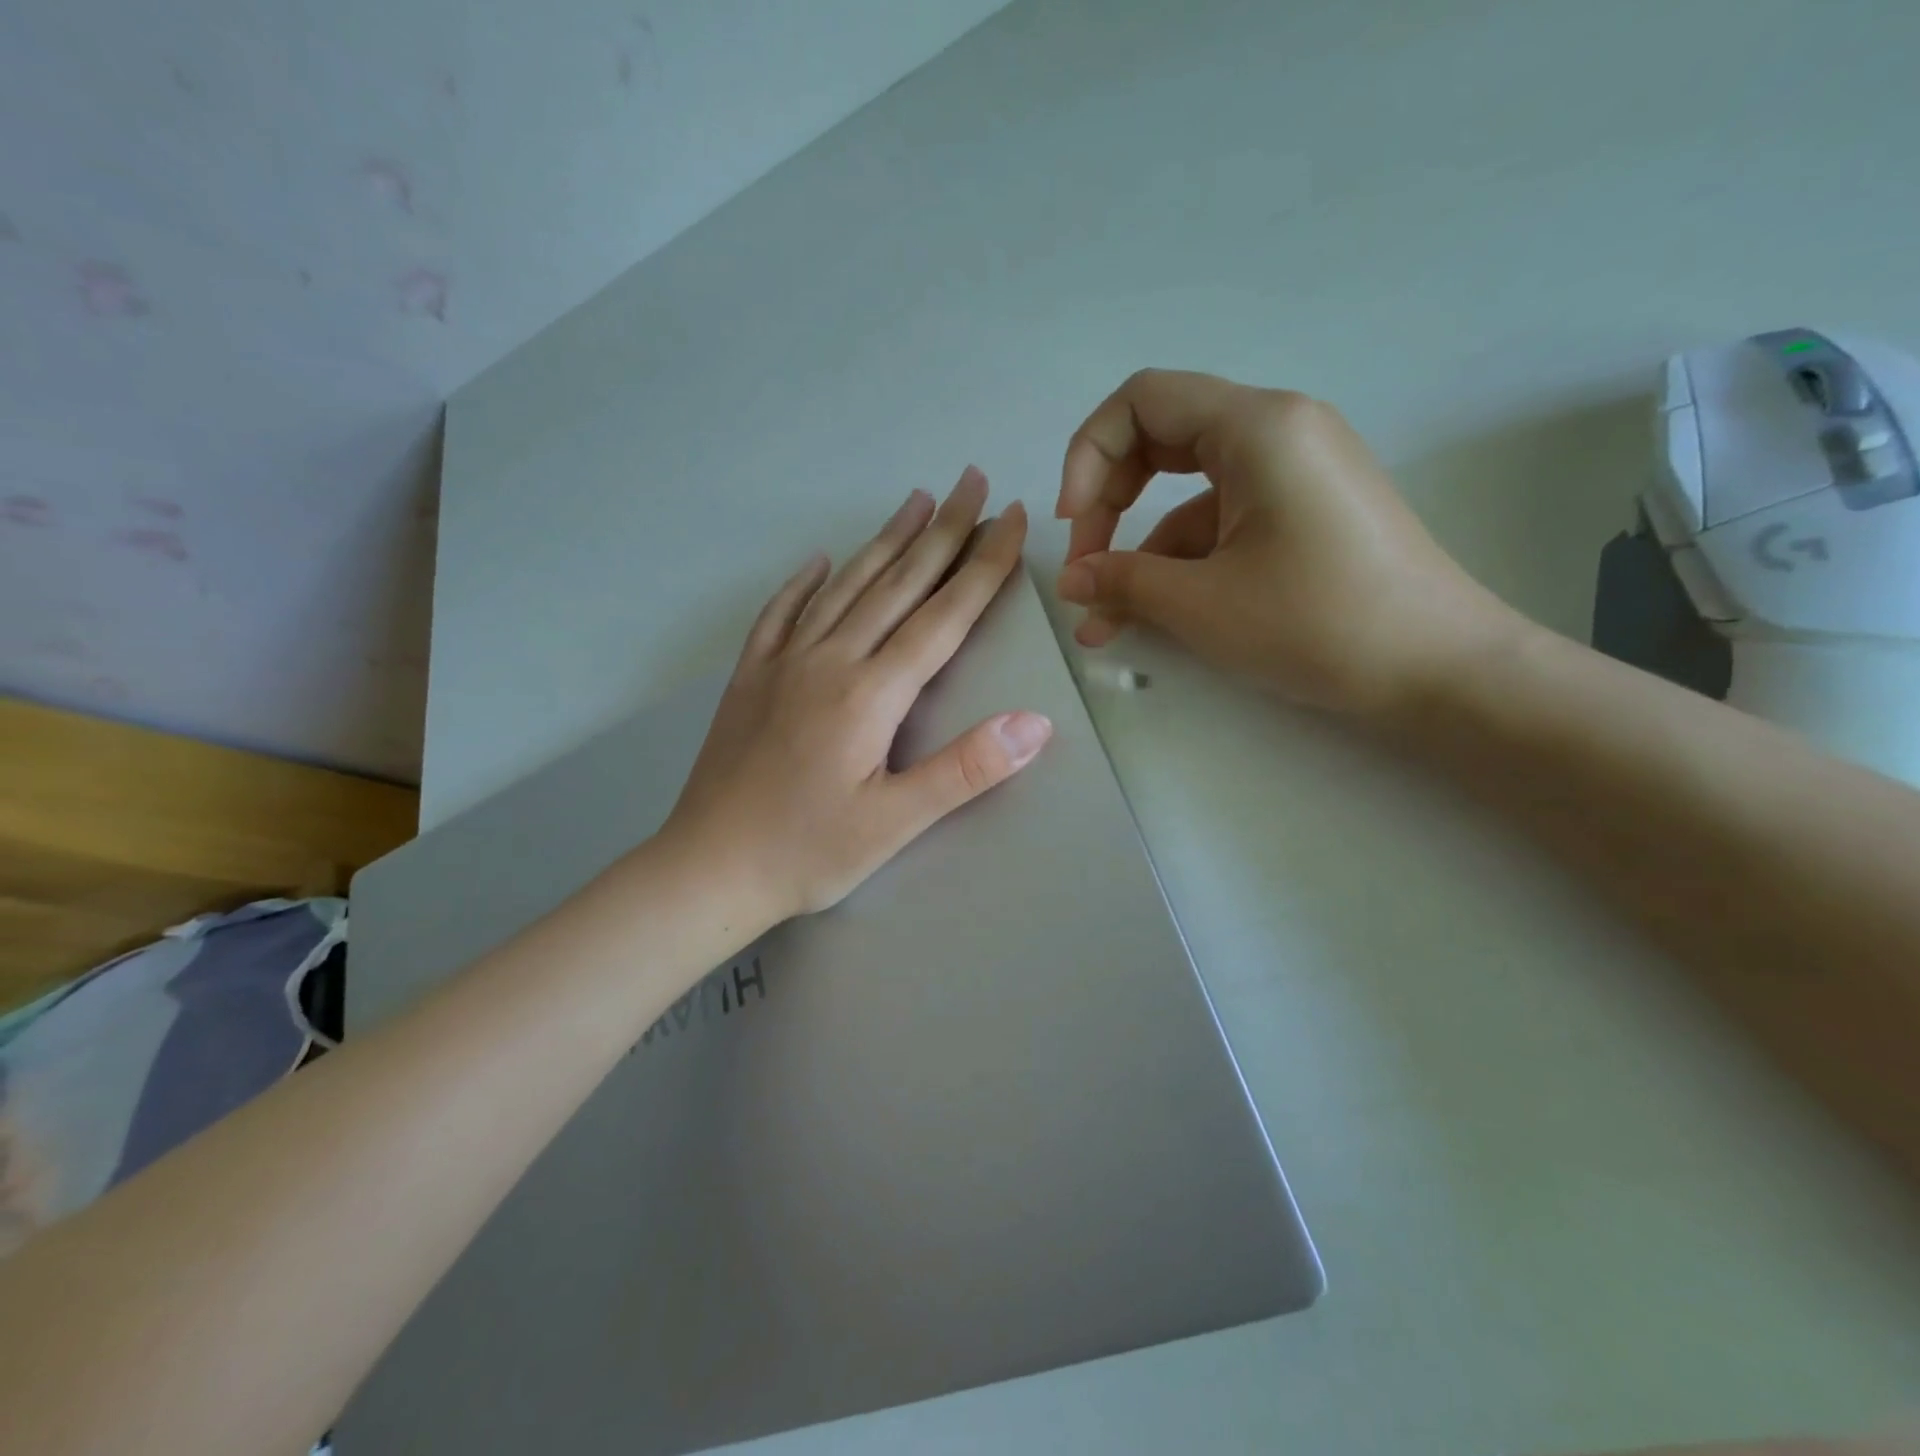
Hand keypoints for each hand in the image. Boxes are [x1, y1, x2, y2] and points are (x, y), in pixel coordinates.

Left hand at [665, 467, 1052, 922]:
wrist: (706, 869)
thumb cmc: (807, 852)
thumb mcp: (895, 823)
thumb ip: (965, 769)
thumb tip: (1035, 723)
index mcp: (869, 693)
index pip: (941, 616)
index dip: (982, 566)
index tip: (1013, 519)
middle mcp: (828, 660)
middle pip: (896, 583)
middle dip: (942, 530)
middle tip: (973, 480)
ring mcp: (783, 664)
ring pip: (844, 586)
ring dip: (884, 540)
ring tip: (915, 500)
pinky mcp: (750, 678)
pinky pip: (780, 614)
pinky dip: (804, 583)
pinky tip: (818, 561)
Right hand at [1053, 369, 1525, 715]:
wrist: (1439, 672)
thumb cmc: (1317, 622)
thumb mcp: (1202, 604)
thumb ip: (1123, 582)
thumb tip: (1071, 581)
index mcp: (1256, 427)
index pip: (1141, 401)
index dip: (1087, 456)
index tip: (1073, 525)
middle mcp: (1277, 432)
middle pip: (1160, 440)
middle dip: (1108, 503)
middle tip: (1084, 568)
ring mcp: (1293, 475)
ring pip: (1187, 495)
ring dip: (1140, 551)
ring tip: (1105, 620)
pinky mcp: (1302, 516)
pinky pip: (1222, 524)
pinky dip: (1181, 564)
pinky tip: (1153, 617)